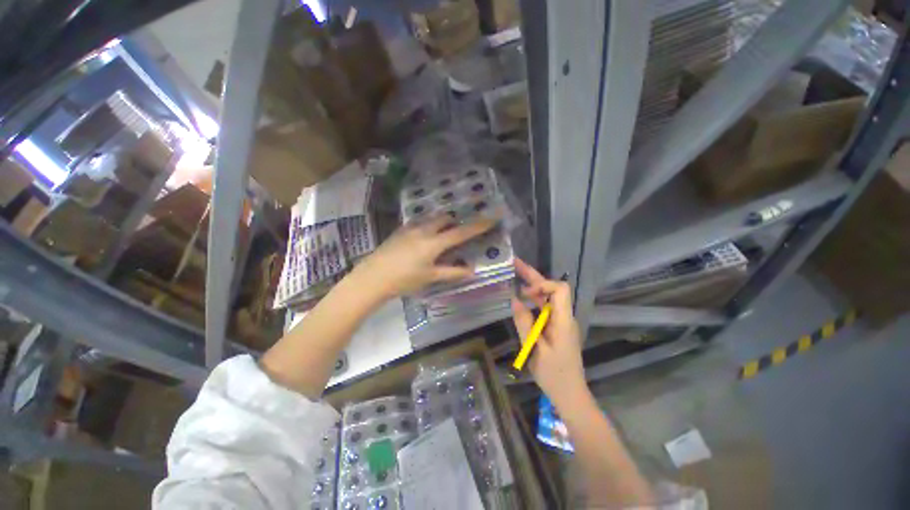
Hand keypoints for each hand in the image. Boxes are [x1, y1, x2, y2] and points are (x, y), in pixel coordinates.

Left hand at [352, 215, 494, 300]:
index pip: (461, 232)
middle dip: (455, 222)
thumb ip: (452, 272)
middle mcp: (423, 230)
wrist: (372, 277)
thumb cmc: (404, 280)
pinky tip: (422, 239)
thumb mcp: (430, 277)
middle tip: (457, 234)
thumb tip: (471, 271)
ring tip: (440, 236)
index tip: (492, 217)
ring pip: (431, 218)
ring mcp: (410, 227)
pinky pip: (419, 221)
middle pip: (445, 218)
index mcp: (434, 243)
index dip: (479, 225)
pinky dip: (427, 225)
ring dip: (441, 223)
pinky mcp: (400, 230)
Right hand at [511, 258, 588, 406]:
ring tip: (515, 275)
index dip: (543, 284)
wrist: (570, 394)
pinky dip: (532, 301)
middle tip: (515, 264)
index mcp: (563, 320)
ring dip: (532, 286)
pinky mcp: (555, 328)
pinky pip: (544, 309)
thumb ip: (525, 324)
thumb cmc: (554, 374)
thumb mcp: (535, 350)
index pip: (560, 290)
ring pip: (547, 298)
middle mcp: (563, 317)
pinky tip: (521, 298)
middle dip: (534, 276)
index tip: (525, 289)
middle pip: (552, 289)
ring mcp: (560, 322)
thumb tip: (514, 300)